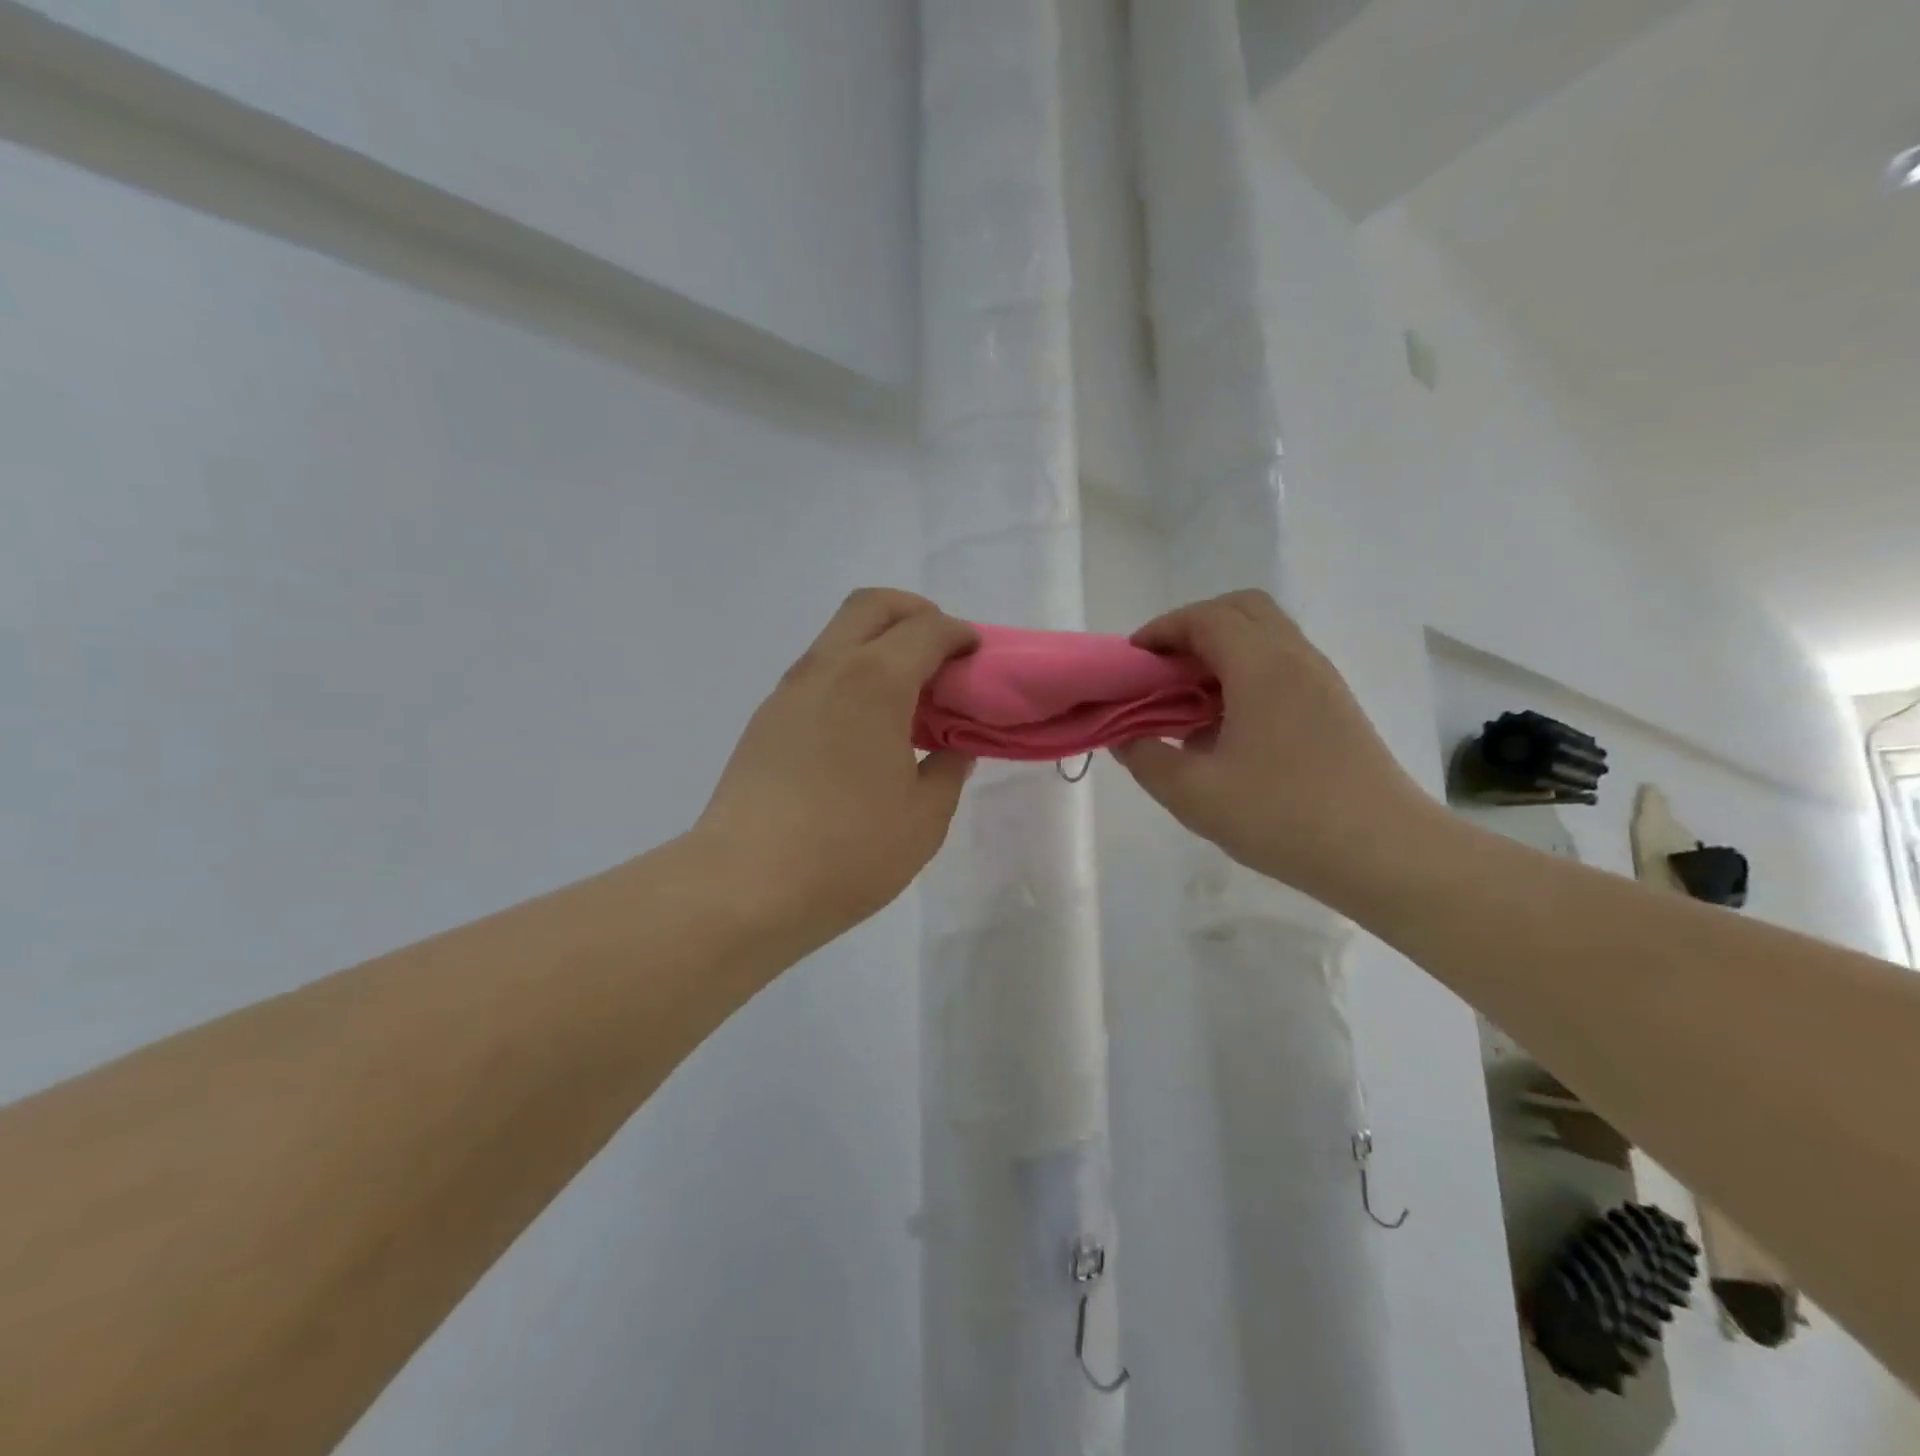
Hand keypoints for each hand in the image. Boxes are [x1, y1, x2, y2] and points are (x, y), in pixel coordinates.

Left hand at [692, 589, 978, 947]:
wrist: (744, 885)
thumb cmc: (848, 851)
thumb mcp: (923, 818)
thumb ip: (948, 771)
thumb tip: (954, 749)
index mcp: (875, 682)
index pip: (926, 630)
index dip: (959, 636)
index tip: (977, 658)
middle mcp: (828, 669)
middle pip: (873, 605)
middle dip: (915, 613)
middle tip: (941, 653)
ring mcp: (789, 691)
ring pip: (838, 634)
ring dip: (879, 642)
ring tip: (907, 695)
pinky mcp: (766, 719)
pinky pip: (818, 670)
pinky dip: (851, 672)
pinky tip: (863, 726)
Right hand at [1112, 591, 1432, 900]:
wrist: (1384, 852)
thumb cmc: (1283, 817)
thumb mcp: (1194, 794)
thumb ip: (1146, 758)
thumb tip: (1126, 738)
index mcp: (1261, 667)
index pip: (1205, 617)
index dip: (1162, 630)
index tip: (1133, 662)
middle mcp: (1295, 658)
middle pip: (1241, 610)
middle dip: (1193, 629)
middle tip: (1163, 671)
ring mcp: (1321, 680)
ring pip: (1266, 635)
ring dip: (1222, 651)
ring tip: (1190, 699)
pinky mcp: (1335, 705)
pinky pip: (1282, 664)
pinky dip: (1246, 672)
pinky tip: (1228, 725)